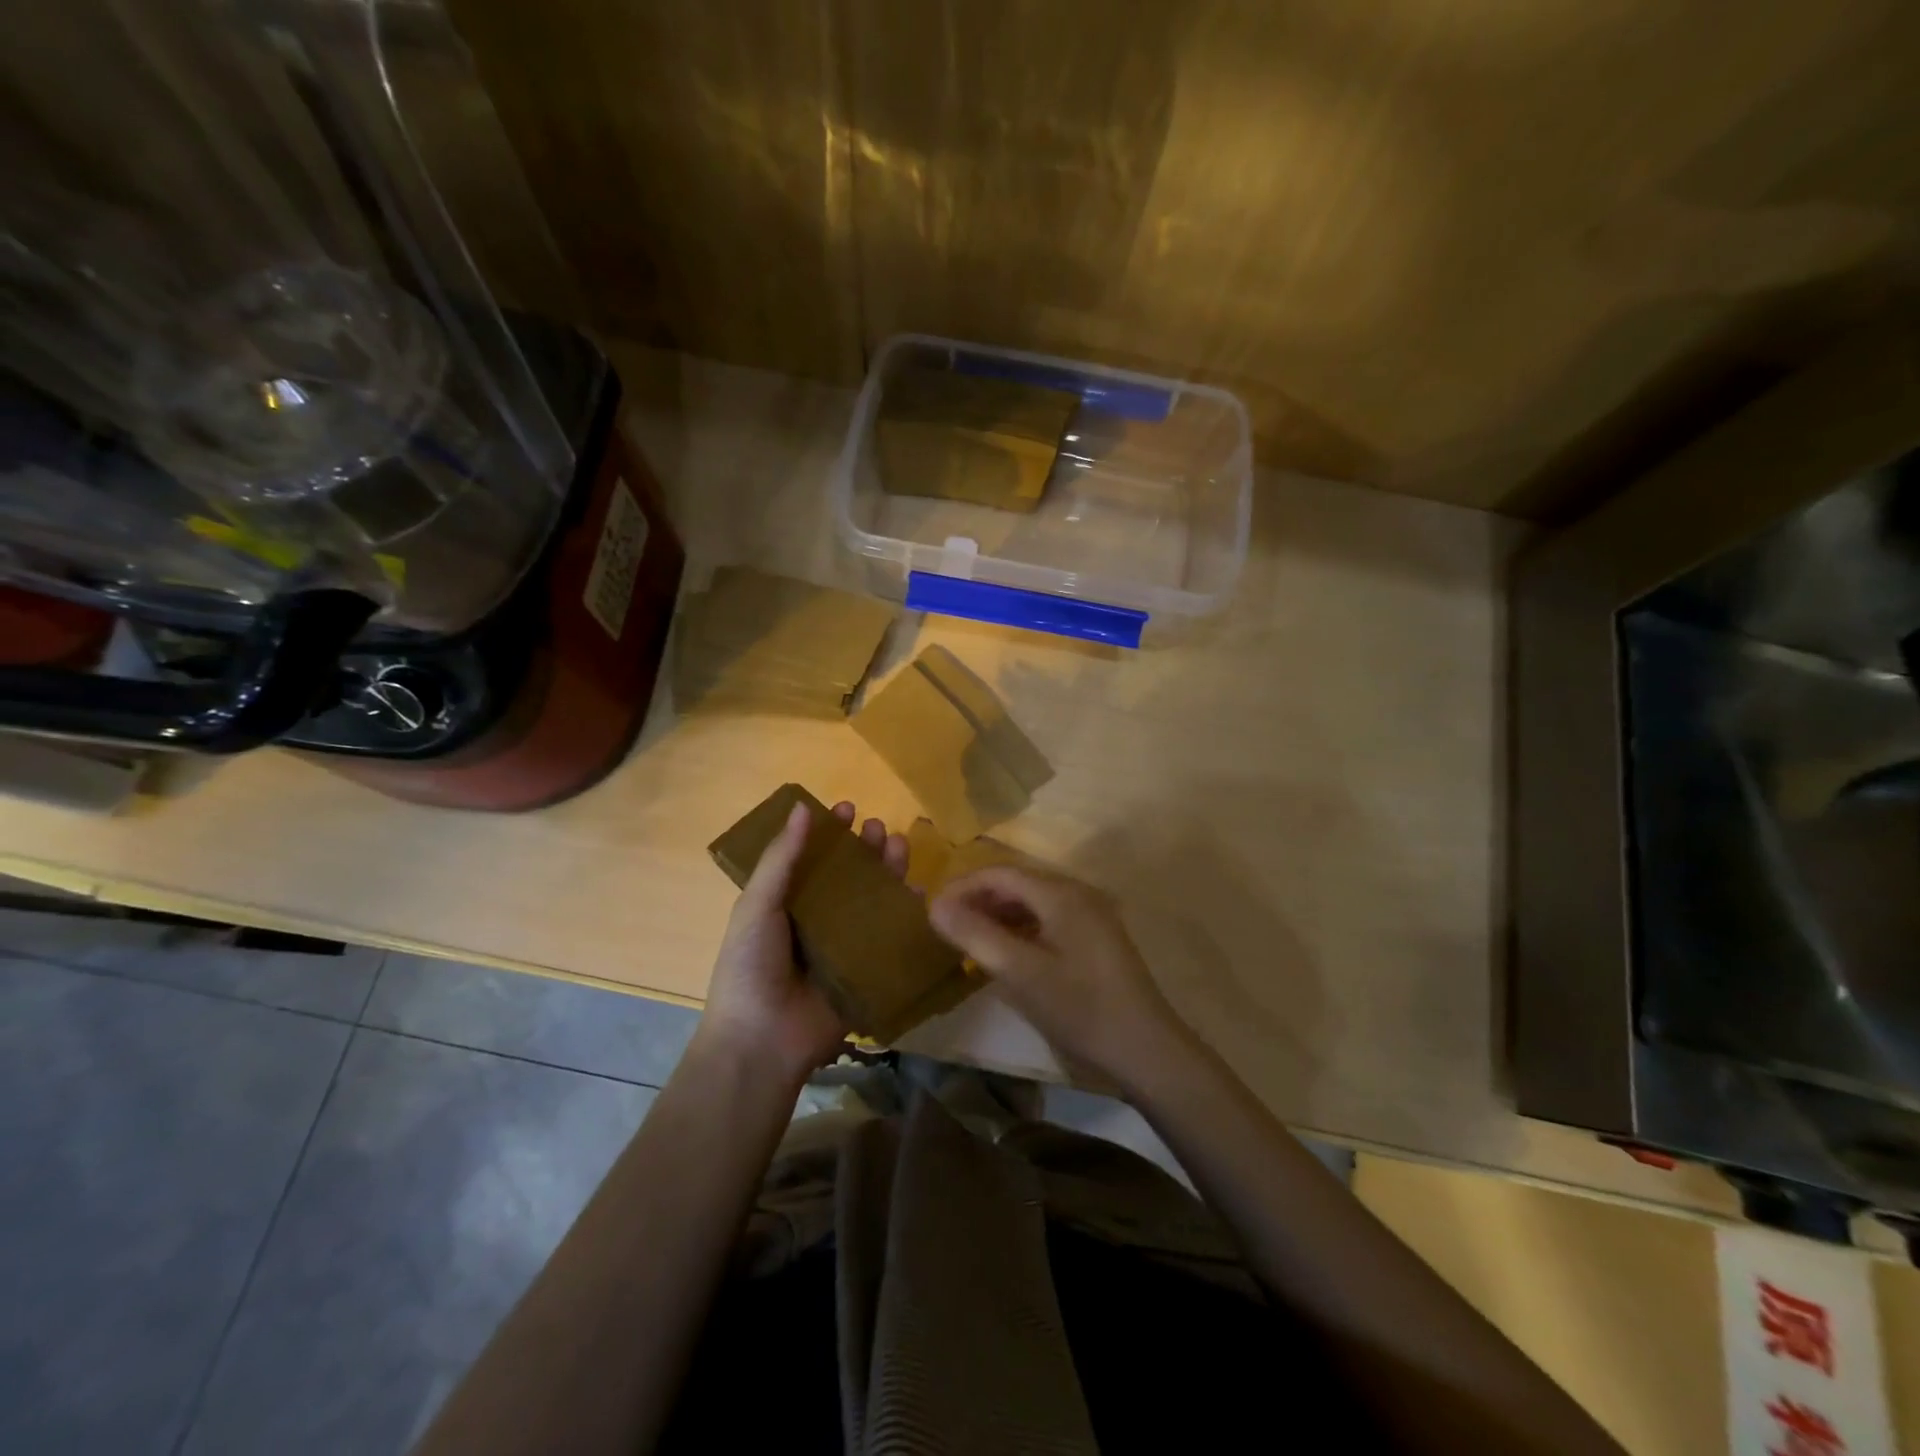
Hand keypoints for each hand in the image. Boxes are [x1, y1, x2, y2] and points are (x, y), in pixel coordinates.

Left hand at [698, 799, 908, 1084]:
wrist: (762, 1041)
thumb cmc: (750, 967)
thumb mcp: (756, 907)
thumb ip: (781, 859)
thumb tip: (802, 807)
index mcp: (787, 904)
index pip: (813, 859)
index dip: (829, 833)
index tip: (847, 808)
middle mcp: (818, 920)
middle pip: (849, 876)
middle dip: (865, 849)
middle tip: (878, 828)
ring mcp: (845, 946)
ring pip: (873, 901)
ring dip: (888, 872)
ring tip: (899, 846)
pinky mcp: (868, 971)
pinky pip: (890, 938)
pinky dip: (906, 914)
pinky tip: (918, 892)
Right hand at [928, 865, 1192, 1090]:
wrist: (1145, 1049)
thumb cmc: (1079, 1007)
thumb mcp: (1019, 973)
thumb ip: (975, 935)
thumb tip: (934, 905)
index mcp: (1060, 893)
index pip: (999, 873)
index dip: (962, 887)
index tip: (932, 910)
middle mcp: (1077, 893)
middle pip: (1017, 884)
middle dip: (979, 900)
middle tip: (947, 927)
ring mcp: (1091, 915)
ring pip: (1033, 903)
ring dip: (999, 916)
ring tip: (970, 941)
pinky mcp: (1097, 938)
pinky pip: (1049, 920)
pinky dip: (1021, 930)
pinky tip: (1007, 954)